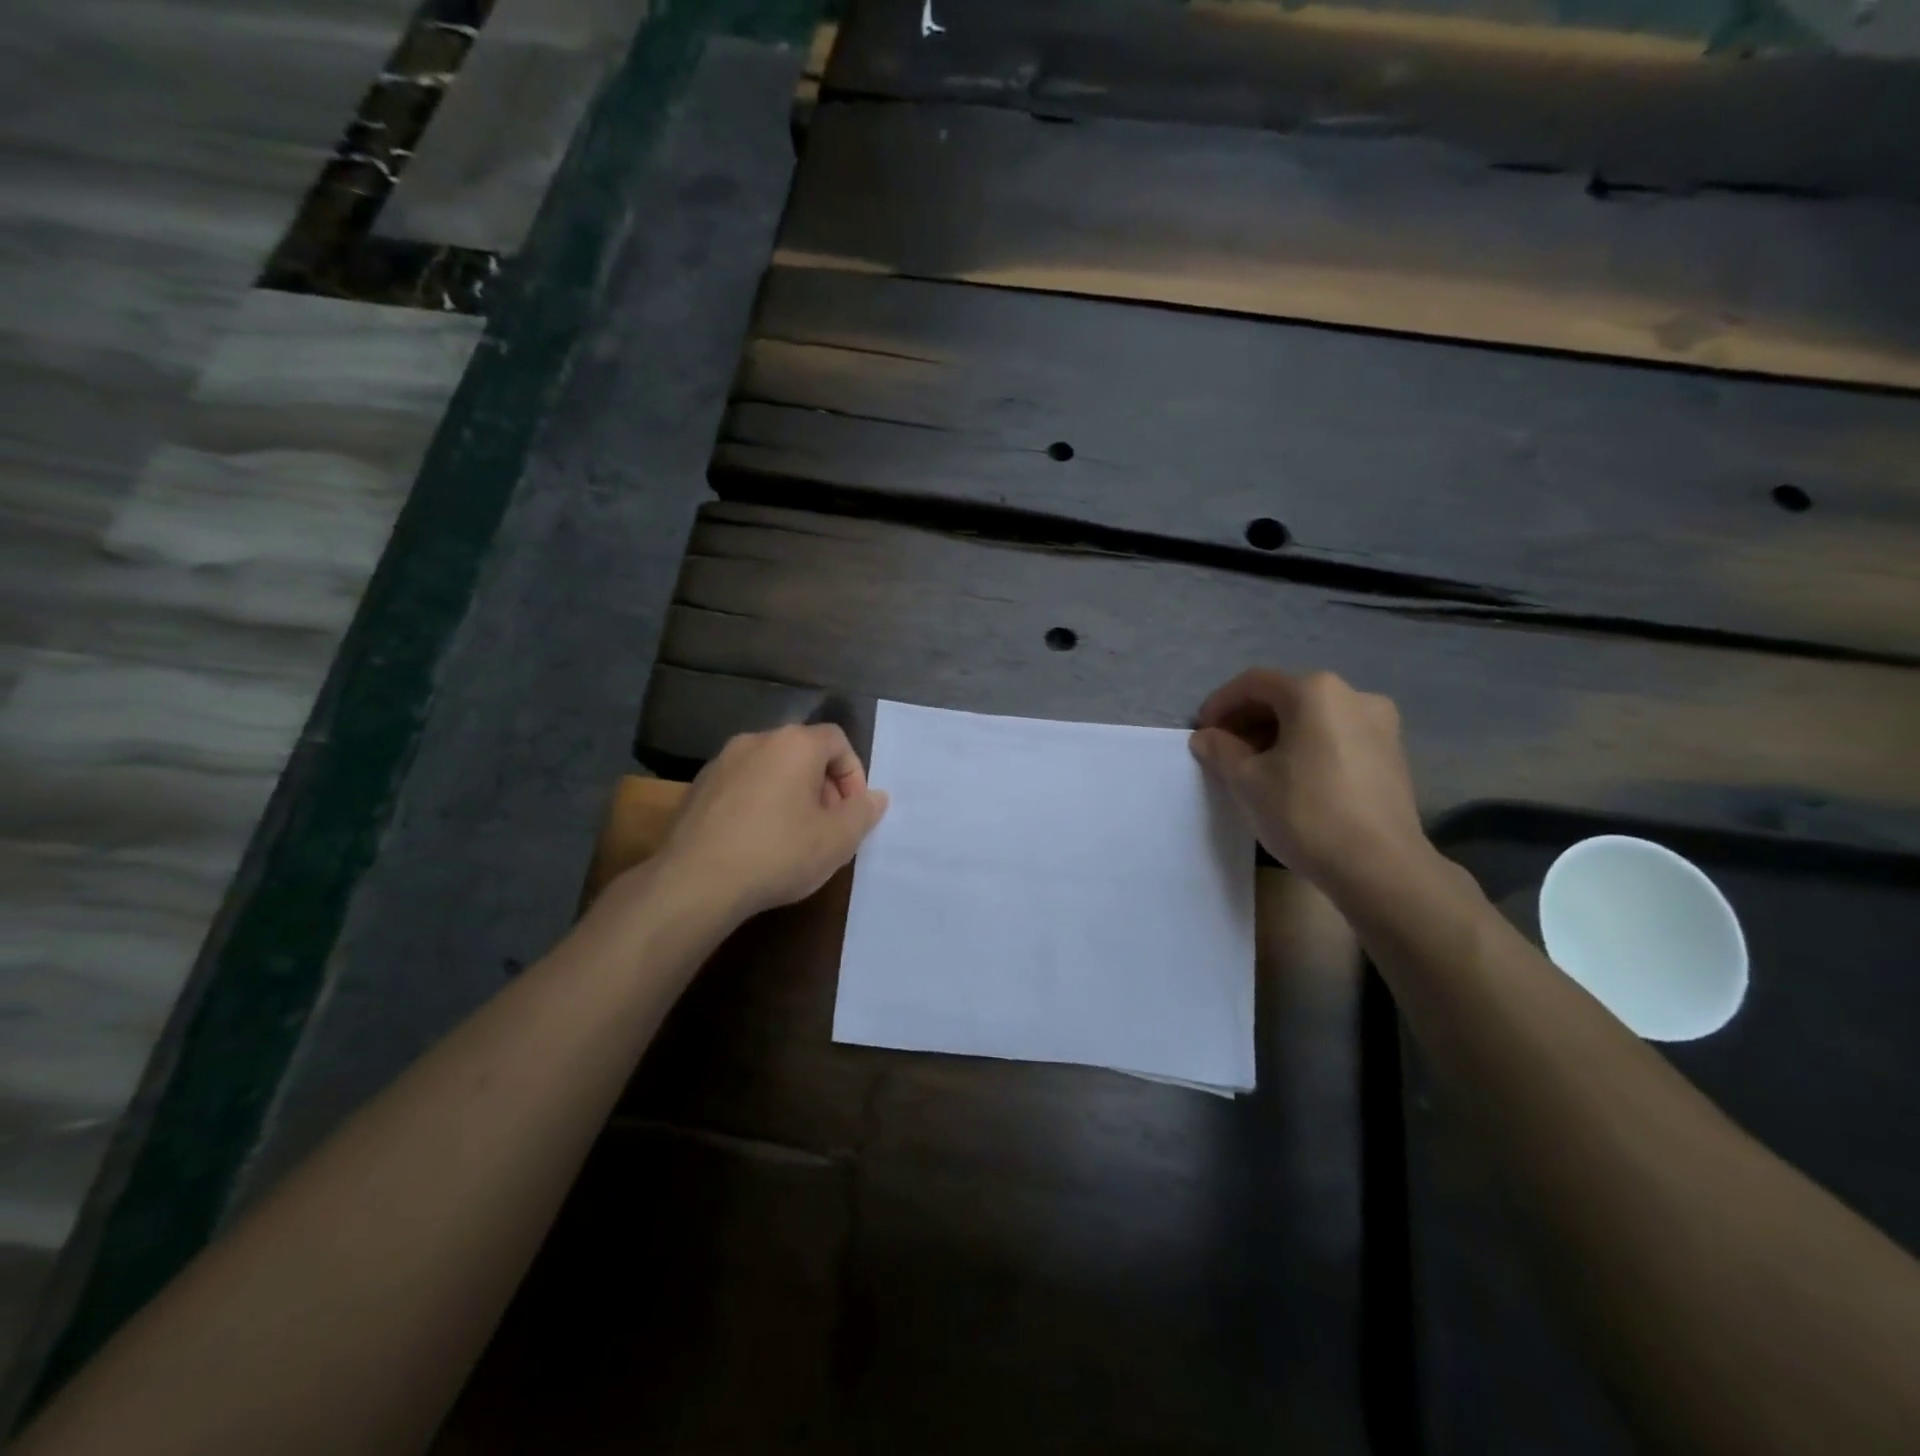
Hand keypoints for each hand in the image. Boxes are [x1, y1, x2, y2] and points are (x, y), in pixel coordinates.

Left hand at [660, 724, 888, 919]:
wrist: (695, 882)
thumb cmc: (778, 853)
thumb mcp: (837, 840)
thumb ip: (863, 813)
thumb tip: (875, 797)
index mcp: (794, 744)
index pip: (838, 740)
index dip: (854, 774)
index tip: (852, 811)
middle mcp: (756, 741)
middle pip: (803, 752)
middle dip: (823, 786)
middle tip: (827, 827)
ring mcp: (721, 762)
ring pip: (771, 769)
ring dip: (790, 795)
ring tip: (792, 837)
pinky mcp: (697, 788)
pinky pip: (742, 786)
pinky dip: (758, 804)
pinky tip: (756, 842)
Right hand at [1189, 668, 1431, 897]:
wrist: (1380, 868)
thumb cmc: (1306, 814)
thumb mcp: (1247, 782)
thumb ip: (1221, 751)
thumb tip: (1206, 737)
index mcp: (1315, 692)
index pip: (1253, 684)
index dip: (1220, 704)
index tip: (1202, 732)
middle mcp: (1353, 695)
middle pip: (1286, 696)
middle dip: (1249, 720)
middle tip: (1223, 750)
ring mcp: (1380, 724)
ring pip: (1314, 717)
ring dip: (1278, 734)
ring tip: (1255, 767)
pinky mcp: (1392, 754)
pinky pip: (1338, 737)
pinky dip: (1308, 746)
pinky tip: (1292, 777)